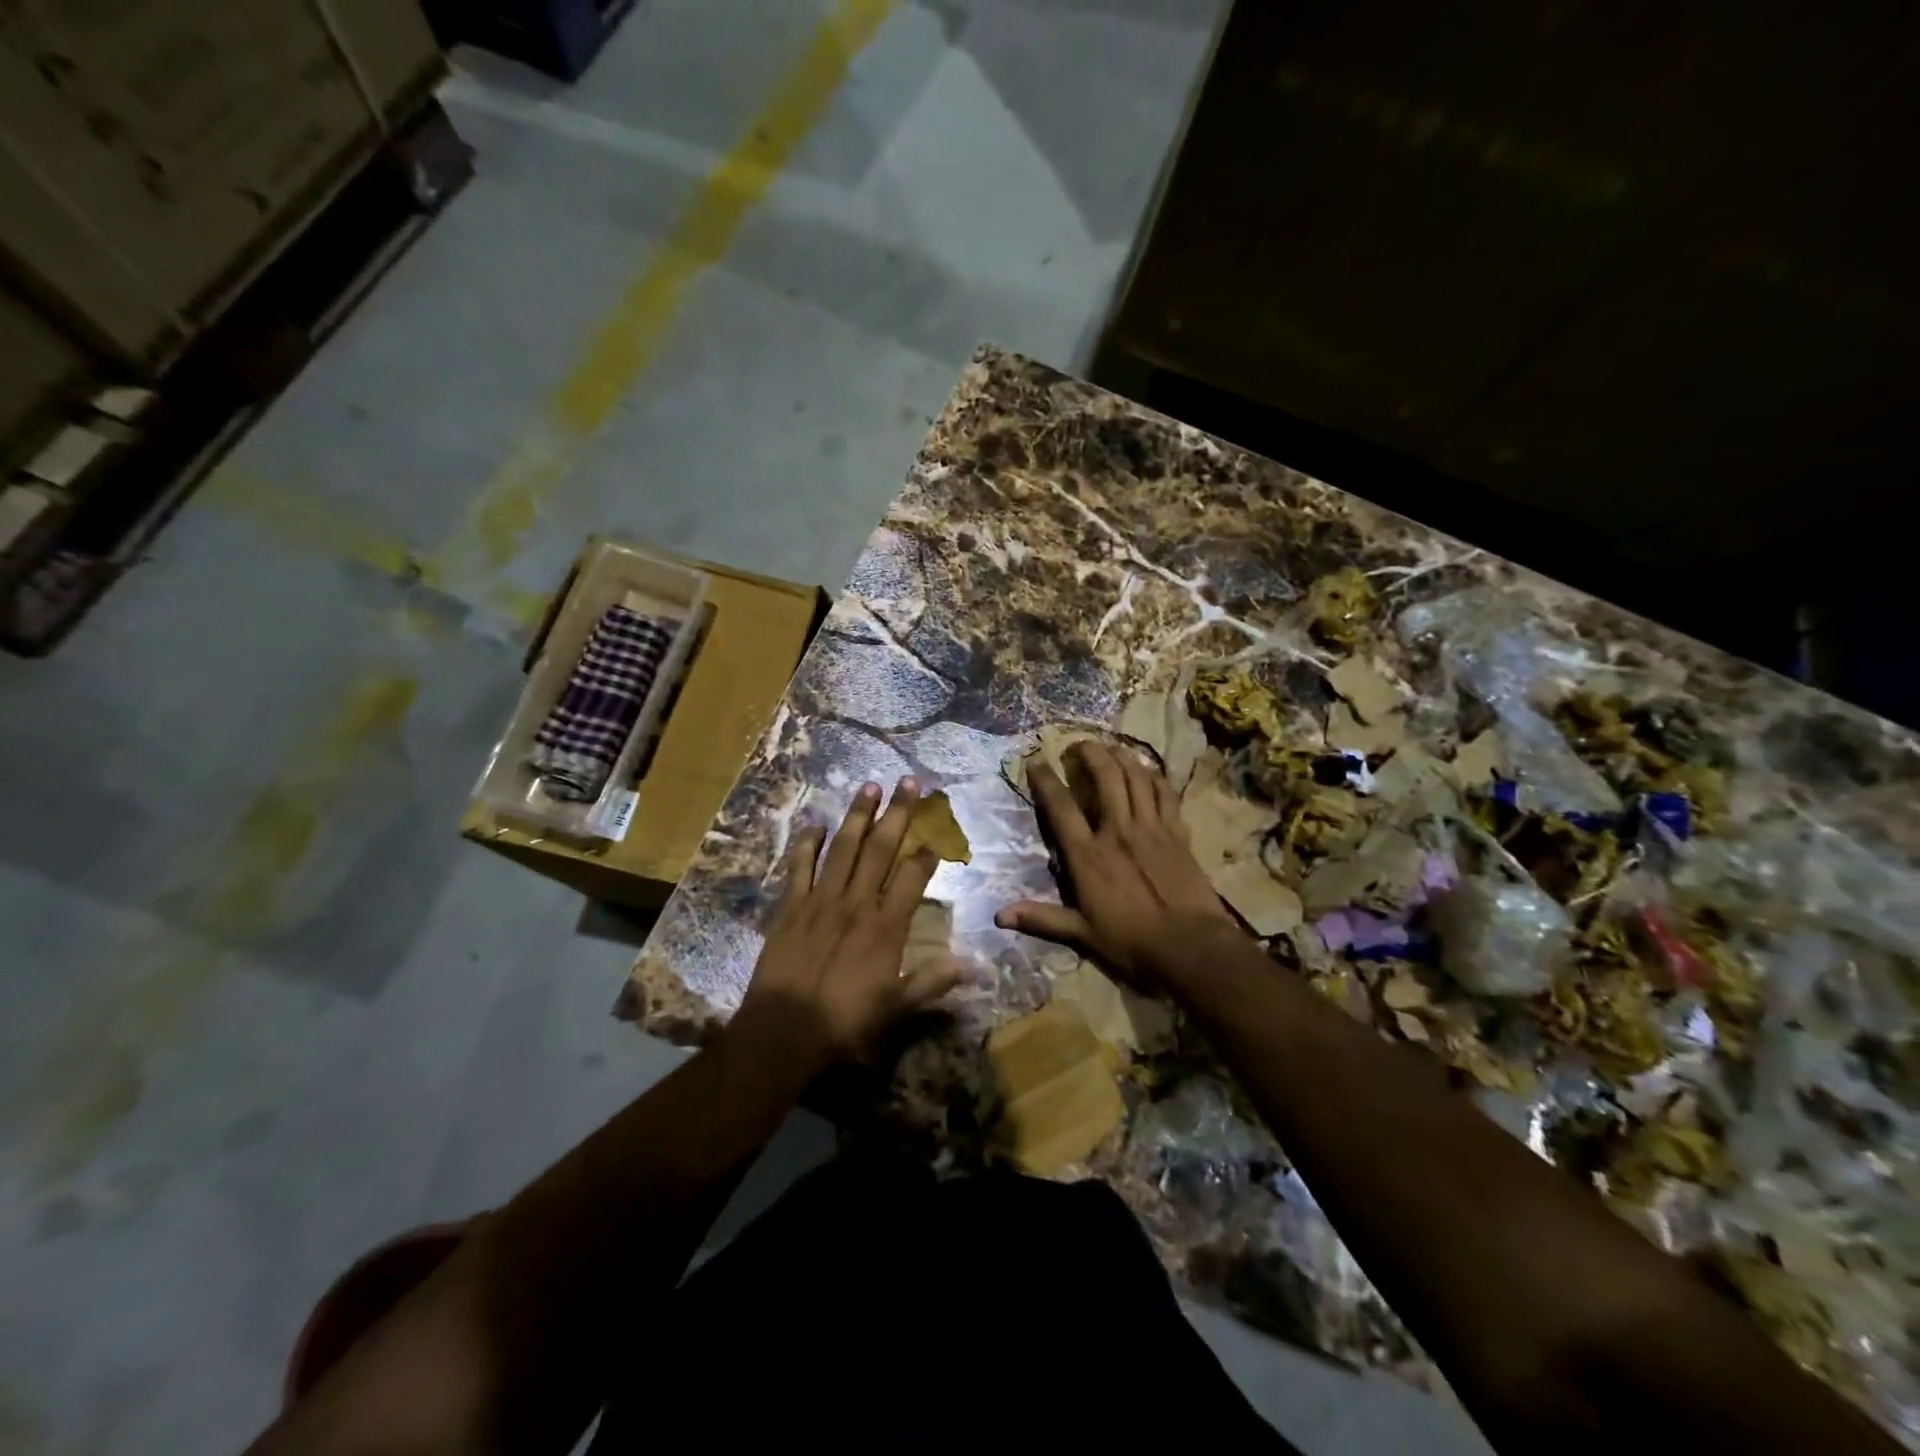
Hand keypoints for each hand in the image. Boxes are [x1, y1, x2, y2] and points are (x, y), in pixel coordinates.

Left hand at [734, 776, 968, 1065]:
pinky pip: (799, 867)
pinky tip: (815, 823)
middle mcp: (856, 903)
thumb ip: (933, 981)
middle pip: (880, 849)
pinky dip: (807, 844)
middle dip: (897, 814)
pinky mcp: (790, 907)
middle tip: (908, 783)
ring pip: (843, 848)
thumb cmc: (845, 1022)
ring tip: (869, 787)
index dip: (927, 852)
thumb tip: (975, 967)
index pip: (912, 877)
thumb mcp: (897, 1007)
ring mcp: (821, 900)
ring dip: (858, 816)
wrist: (783, 1032)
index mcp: (886, 926)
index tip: (936, 834)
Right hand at [996, 741, 1239, 986]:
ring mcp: (1150, 828)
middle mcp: (1117, 831)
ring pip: (1136, 778)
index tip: (1036, 760)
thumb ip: (1042, 919)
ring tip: (1110, 748)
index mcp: (1088, 855)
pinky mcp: (1177, 833)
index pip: (1061, 808)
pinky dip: (1155, 777)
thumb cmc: (1131, 941)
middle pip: (1105, 777)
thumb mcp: (1082, 934)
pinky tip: (1148, 770)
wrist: (1190, 945)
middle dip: (1090, 753)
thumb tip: (999, 916)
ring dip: (1122, 756)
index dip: (1046, 780)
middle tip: (1078, 744)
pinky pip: (1165, 794)